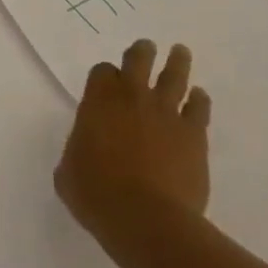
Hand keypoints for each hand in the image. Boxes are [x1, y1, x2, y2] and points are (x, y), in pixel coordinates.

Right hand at [55, 39, 210, 267]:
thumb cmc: (97, 196)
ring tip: (180, 51)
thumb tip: (86, 151)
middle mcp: (133, 98)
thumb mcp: (68, 173)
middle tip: (147, 46)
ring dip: (177, 62)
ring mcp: (166, 113)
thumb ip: (77, 151)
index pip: (102, 72)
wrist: (148, 220)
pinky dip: (199, 100)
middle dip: (142, 51)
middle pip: (139, 60)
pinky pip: (199, 108)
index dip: (104, 75)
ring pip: (174, 76)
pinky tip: (199, 96)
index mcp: (99, 102)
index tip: (106, 81)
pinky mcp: (194, 135)